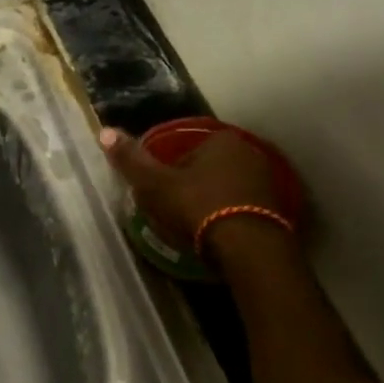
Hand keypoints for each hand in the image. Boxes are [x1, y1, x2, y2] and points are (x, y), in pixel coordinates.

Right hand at [100, 125, 289, 255]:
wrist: (250, 250)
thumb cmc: (198, 208)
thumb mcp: (155, 185)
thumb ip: (131, 160)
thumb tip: (104, 132)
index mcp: (220, 140)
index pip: (184, 151)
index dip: (168, 174)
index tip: (160, 196)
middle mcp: (249, 152)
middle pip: (208, 169)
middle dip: (192, 187)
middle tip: (176, 214)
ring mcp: (268, 181)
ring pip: (227, 189)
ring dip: (213, 204)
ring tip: (196, 230)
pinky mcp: (279, 209)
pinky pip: (244, 208)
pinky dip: (231, 218)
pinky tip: (219, 238)